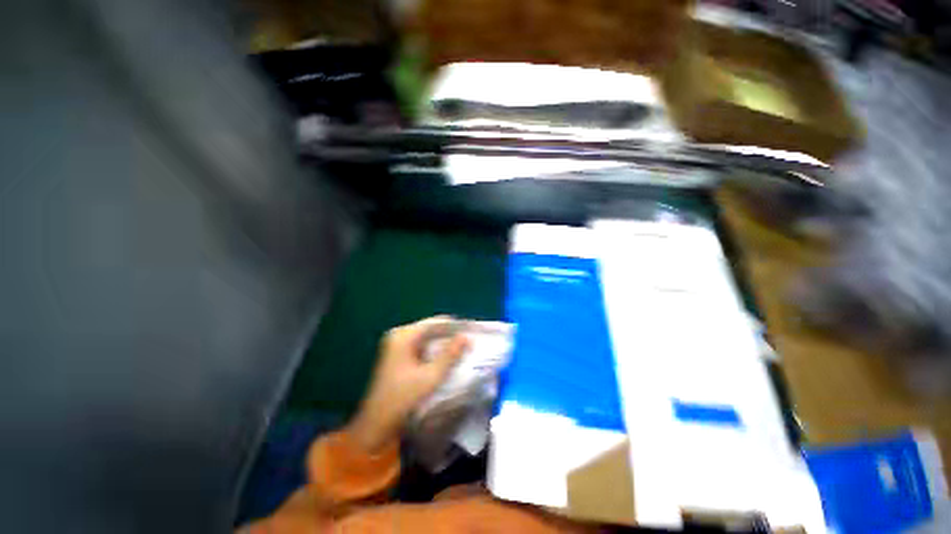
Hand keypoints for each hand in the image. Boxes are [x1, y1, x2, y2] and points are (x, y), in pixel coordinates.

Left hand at [348, 316, 469, 452]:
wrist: (377, 423)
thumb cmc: (403, 398)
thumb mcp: (431, 376)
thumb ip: (450, 354)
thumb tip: (466, 337)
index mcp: (404, 336)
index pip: (434, 323)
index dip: (454, 325)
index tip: (471, 330)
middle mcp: (398, 335)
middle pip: (430, 328)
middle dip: (449, 334)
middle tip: (468, 340)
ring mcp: (396, 344)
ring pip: (426, 337)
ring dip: (442, 341)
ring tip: (462, 346)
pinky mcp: (397, 353)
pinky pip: (420, 345)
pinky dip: (433, 348)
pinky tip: (446, 355)